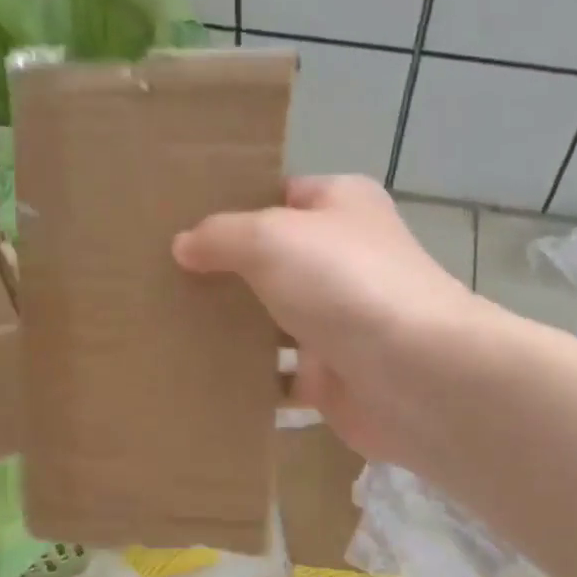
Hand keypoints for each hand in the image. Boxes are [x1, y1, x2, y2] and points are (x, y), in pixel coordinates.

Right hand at [173, 175, 484, 463]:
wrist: (413, 375)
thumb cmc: (344, 285)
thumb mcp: (271, 238)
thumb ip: (222, 236)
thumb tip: (184, 245)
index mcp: (342, 207)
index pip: (280, 195)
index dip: (233, 206)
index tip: (179, 223)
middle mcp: (345, 260)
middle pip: (274, 263)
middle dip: (225, 273)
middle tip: (163, 281)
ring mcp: (340, 322)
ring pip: (274, 322)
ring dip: (233, 330)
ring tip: (170, 329)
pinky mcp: (334, 377)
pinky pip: (281, 377)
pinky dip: (252, 381)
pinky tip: (204, 379)